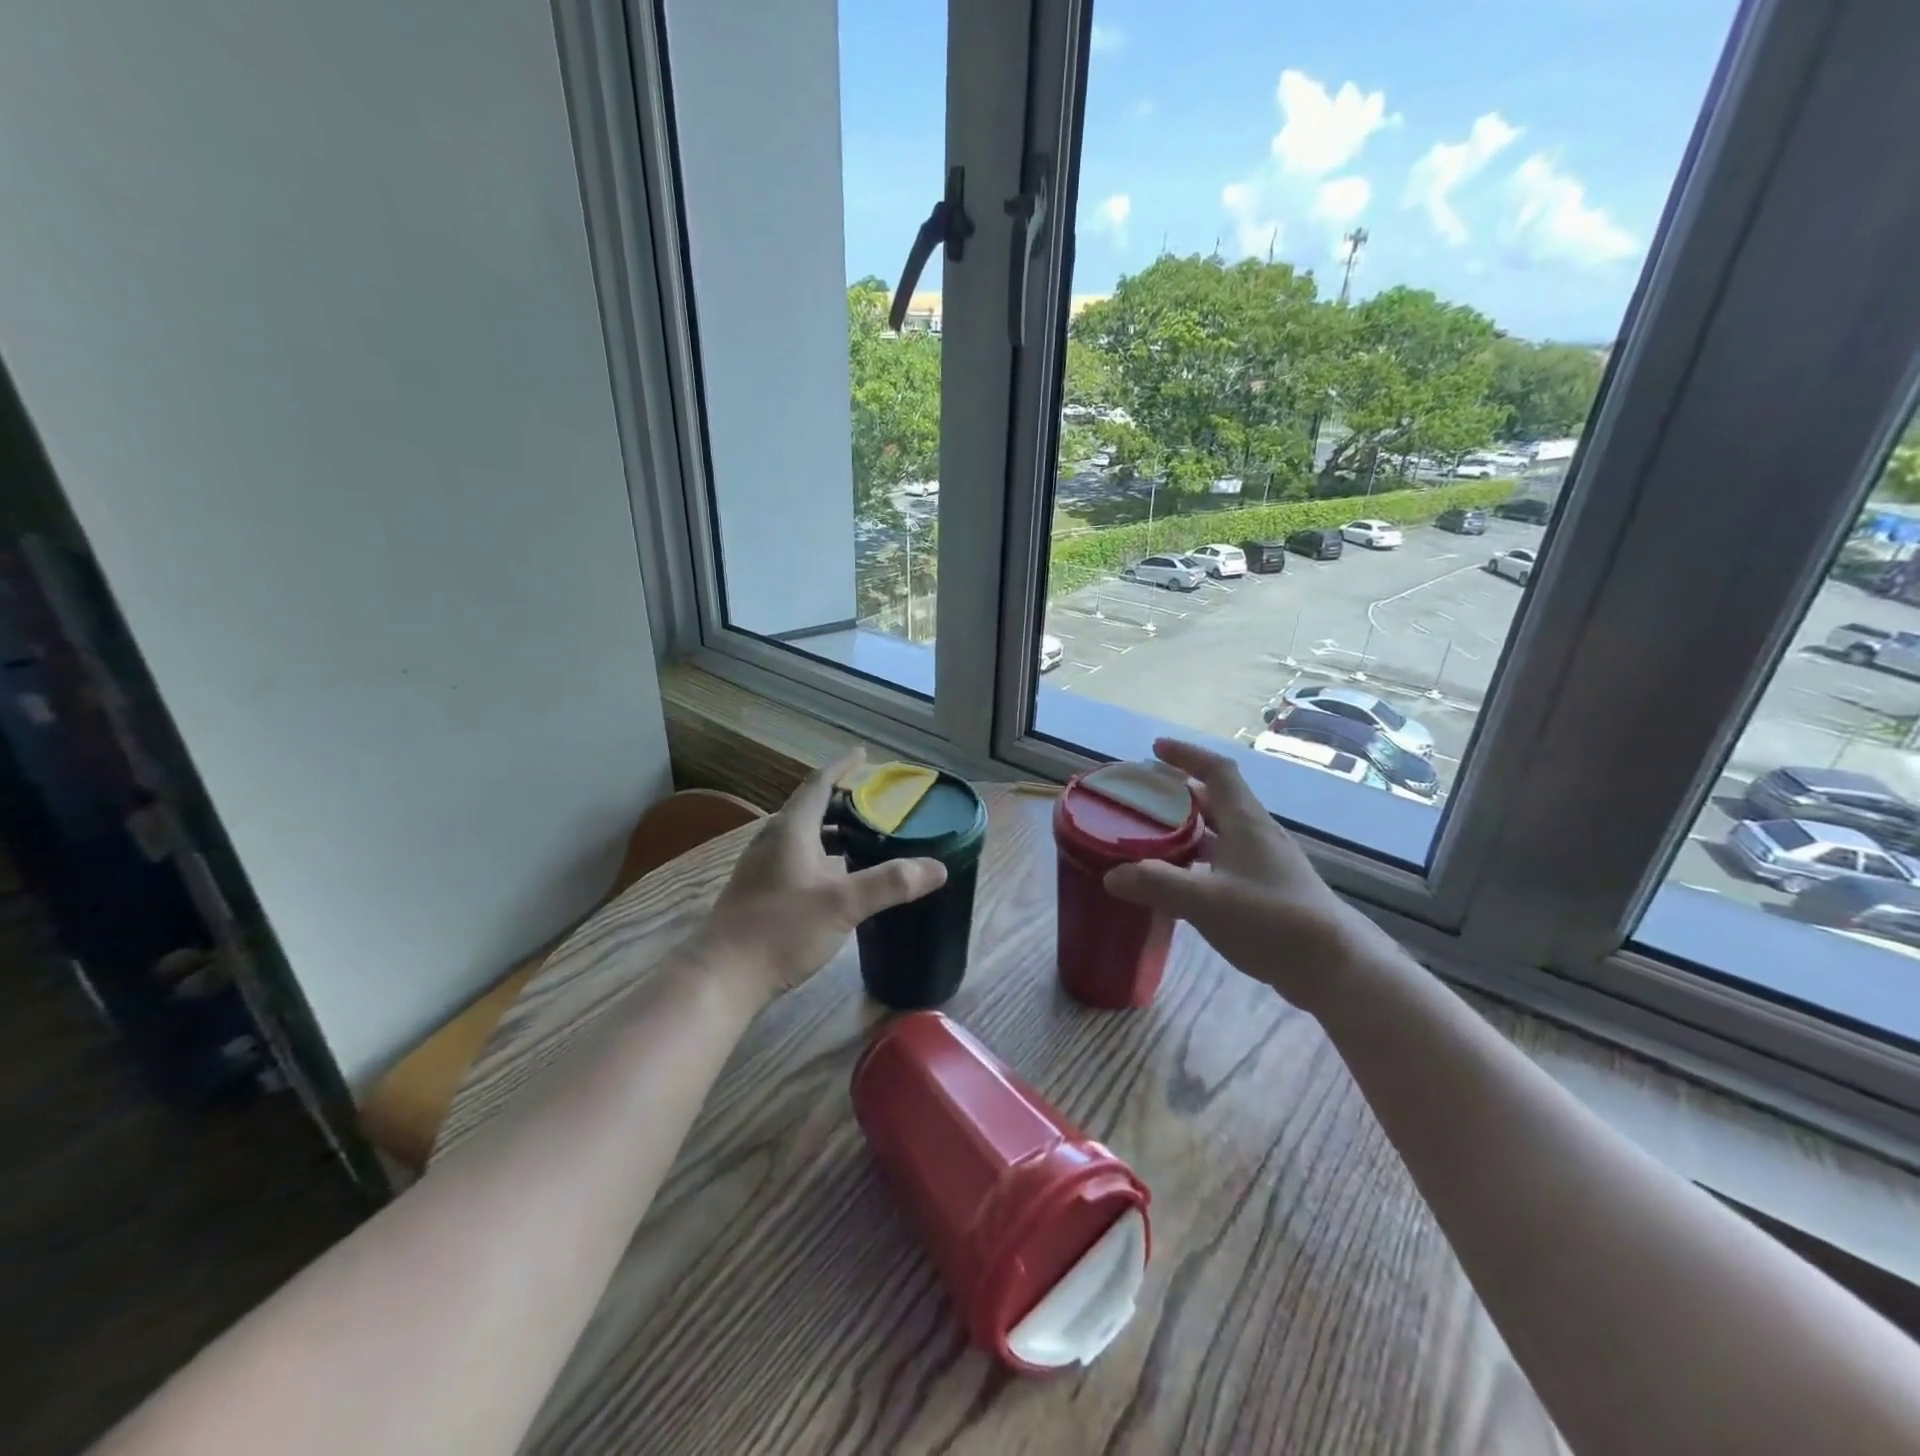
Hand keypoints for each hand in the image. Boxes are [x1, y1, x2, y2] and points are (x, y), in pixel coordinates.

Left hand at [689, 751, 946, 1005]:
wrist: (723, 976)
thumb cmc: (781, 929)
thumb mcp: (843, 903)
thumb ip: (890, 883)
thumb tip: (937, 867)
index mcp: (791, 829)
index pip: (819, 784)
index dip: (842, 767)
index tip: (863, 755)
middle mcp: (773, 840)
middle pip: (811, 807)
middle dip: (843, 801)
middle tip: (876, 803)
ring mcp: (761, 866)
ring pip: (803, 835)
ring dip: (832, 830)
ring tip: (864, 837)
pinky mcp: (759, 891)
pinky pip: (796, 857)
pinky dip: (822, 855)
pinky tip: (837, 877)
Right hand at [1102, 738, 1369, 1011]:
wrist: (1334, 968)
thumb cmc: (1271, 920)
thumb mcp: (1206, 900)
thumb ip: (1156, 884)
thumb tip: (1112, 876)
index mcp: (1246, 823)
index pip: (1218, 771)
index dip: (1187, 754)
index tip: (1156, 749)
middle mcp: (1257, 836)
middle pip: (1216, 800)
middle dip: (1179, 793)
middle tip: (1143, 798)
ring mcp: (1265, 865)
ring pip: (1219, 834)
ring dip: (1187, 830)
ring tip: (1150, 839)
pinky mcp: (1267, 892)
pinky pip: (1224, 863)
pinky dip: (1197, 863)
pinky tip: (1178, 885)